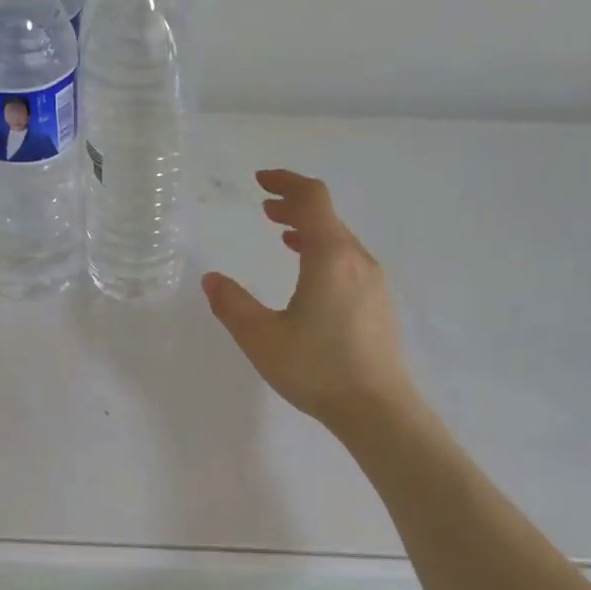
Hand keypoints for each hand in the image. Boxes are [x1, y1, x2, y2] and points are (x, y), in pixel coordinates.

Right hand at [202, 169, 416, 433]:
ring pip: (339, 239)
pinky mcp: (378, 304)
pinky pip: (348, 261)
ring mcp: (373, 282)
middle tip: (265, 207)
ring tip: (281, 235)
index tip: (260, 180)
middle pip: (327, 216)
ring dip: (309, 229)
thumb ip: (232, 304)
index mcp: (330, 257)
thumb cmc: (317, 369)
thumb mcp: (261, 337)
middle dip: (294, 205)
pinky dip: (323, 251)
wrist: (377, 409)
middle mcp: (357, 260)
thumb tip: (212, 279)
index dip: (286, 182)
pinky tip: (308, 274)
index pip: (311, 199)